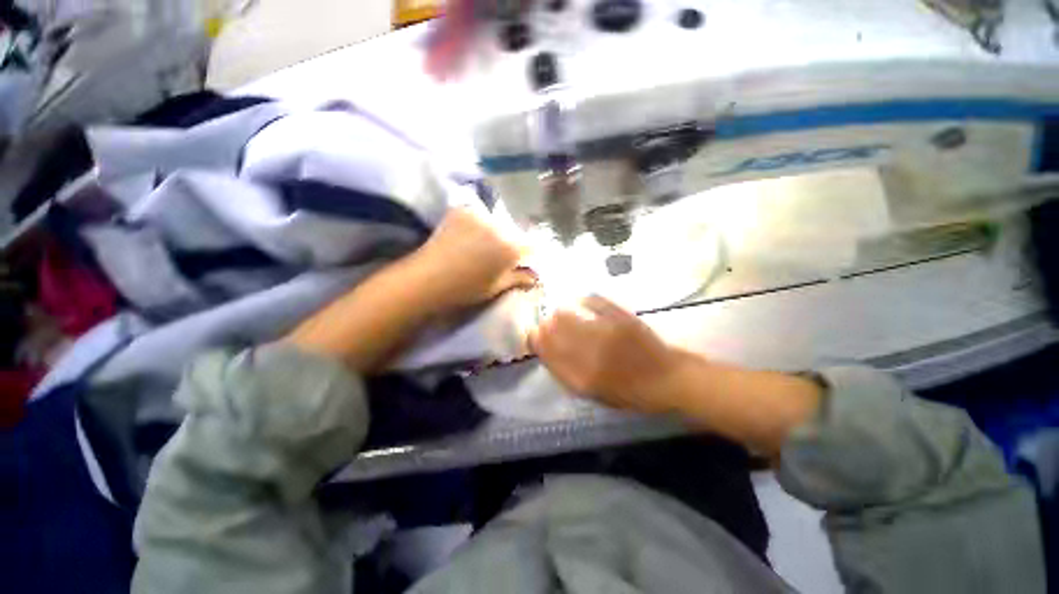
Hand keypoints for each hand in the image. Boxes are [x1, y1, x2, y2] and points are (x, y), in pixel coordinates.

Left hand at [410, 208, 536, 313]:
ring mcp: (479, 215)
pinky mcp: (462, 210)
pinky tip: (469, 235)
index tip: (523, 261)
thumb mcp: (496, 288)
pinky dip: (478, 223)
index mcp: (510, 248)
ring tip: (481, 246)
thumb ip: (518, 279)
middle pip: (514, 233)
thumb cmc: (465, 289)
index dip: (529, 254)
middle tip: (500, 256)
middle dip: (512, 243)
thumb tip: (534, 277)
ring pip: (497, 223)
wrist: (427, 278)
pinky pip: (479, 215)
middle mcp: (499, 227)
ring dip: (495, 232)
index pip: (532, 246)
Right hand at [528, 295, 683, 412]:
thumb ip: (568, 374)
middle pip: (554, 330)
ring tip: (561, 313)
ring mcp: (606, 332)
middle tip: (546, 324)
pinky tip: (581, 302)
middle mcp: (591, 352)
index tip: (535, 335)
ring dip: (561, 313)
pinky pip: (594, 301)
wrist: (668, 379)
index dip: (536, 340)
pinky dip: (584, 300)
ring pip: (570, 314)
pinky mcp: (621, 317)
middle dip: (545, 325)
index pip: (547, 351)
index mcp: (582, 376)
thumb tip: (547, 351)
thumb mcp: (594, 393)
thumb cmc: (629, 392)